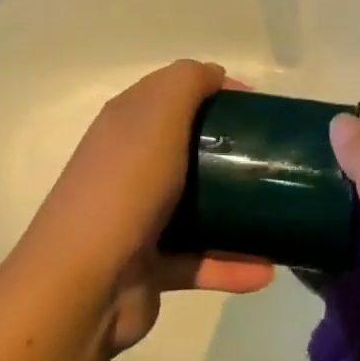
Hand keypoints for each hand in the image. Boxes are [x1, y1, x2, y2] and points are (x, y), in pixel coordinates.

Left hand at [13, 61, 273, 355]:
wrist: (81, 285)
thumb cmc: (125, 185)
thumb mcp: (159, 113)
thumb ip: (188, 81)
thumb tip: (216, 75)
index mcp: (128, 122)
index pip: (173, 91)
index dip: (214, 89)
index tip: (256, 106)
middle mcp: (131, 163)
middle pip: (187, 145)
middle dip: (230, 147)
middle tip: (269, 156)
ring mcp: (139, 217)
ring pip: (197, 204)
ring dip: (236, 210)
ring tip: (278, 211)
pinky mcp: (151, 266)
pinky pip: (199, 260)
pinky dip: (230, 264)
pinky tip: (267, 270)